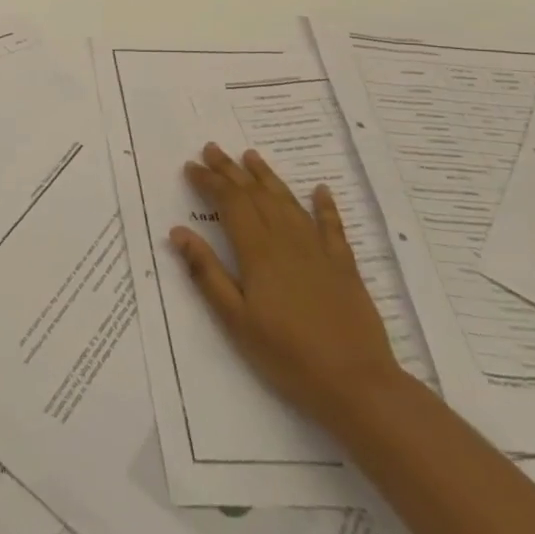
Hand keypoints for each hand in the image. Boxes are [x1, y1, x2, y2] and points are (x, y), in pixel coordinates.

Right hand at [170, 144, 402, 428]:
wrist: (357, 384)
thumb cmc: (286, 355)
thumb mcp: (235, 319)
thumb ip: (206, 273)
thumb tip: (178, 232)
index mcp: (258, 252)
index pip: (229, 203)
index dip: (209, 181)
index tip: (190, 167)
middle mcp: (287, 240)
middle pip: (256, 195)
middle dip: (231, 170)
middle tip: (212, 148)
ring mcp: (319, 251)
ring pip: (288, 202)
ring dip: (267, 177)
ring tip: (250, 156)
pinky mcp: (344, 266)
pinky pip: (332, 226)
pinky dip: (325, 205)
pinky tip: (320, 190)